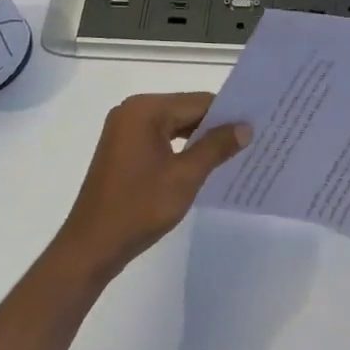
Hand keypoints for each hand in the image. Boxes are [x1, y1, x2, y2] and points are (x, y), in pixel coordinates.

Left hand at [52, 93, 251, 282]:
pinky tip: (204, 163)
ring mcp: (124, 131)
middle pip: (186, 110)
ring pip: (174, 126)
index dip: (228, 114)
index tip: (257, 125)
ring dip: (200, 139)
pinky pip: (161, 139)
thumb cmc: (139, 208)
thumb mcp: (185, 176)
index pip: (198, 102)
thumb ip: (217, 146)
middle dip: (215, 126)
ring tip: (234, 152)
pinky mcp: (123, 150)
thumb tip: (246, 127)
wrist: (91, 247)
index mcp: (145, 109)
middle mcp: (132, 111)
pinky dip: (182, 149)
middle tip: (251, 139)